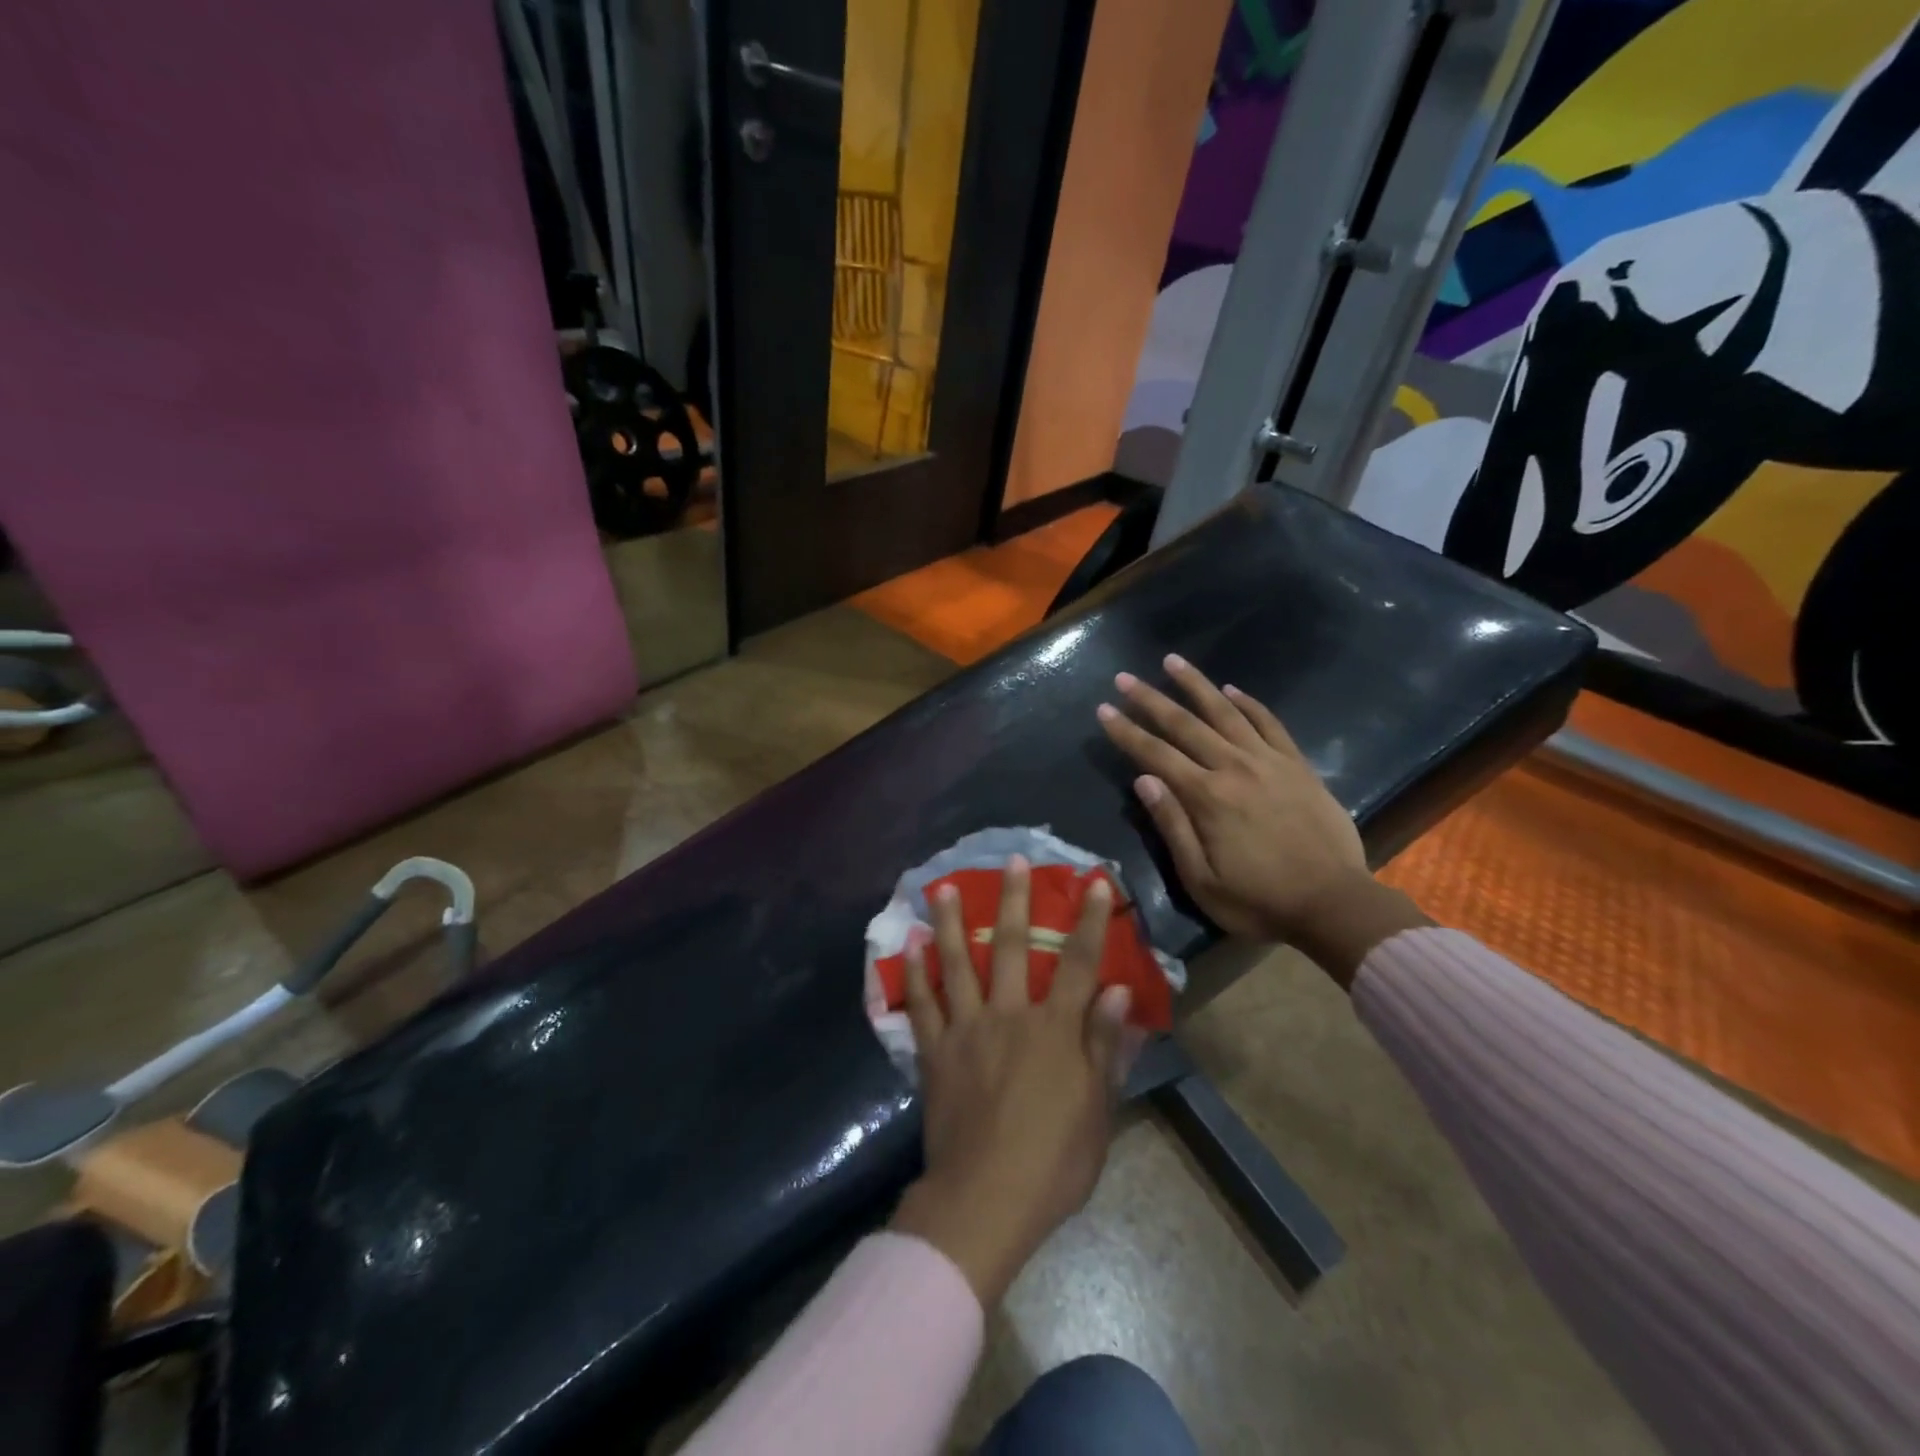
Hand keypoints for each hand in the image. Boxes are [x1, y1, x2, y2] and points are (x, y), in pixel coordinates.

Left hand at [889, 857, 1131, 1306]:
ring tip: (941, 886)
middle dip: (1014, 899)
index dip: (1090, 920)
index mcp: (1054, 1030)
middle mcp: (1009, 1016)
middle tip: (1013, 860)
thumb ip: (1105, 1047)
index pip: (1078, 963)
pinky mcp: (934, 1052)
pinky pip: (921, 1004)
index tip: (1094, 882)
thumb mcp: (1097, 1110)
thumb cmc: (1053, 1161)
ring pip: (956, 963)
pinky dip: (915, 973)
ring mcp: (966, 1030)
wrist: (985, 1199)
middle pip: (1010, 946)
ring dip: (948, 922)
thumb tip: (1119, 993)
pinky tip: (909, 945)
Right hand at [1097, 655, 1428, 984]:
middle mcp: (1235, 768)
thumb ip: (1172, 826)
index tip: (1103, 710)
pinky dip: (1249, 703)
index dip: (1126, 732)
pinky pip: (1270, 724)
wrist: (1335, 905)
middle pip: (1185, 725)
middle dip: (1150, 699)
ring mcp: (1270, 762)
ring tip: (1173, 661)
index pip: (1156, 755)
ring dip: (1197, 685)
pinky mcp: (1297, 766)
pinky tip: (1232, 690)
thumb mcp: (1201, 879)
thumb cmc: (1259, 901)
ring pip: (1226, 712)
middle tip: (1124, 678)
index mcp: (1207, 797)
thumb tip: (1143, 780)